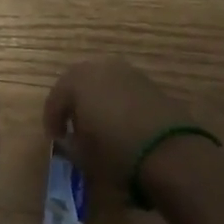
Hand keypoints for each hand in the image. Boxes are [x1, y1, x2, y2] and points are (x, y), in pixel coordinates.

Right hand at [43, 57, 204, 190]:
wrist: (171, 153)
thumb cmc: (116, 153)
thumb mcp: (83, 156)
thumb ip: (69, 144)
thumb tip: (68, 139)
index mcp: (76, 80)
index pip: (55, 99)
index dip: (52, 121)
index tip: (55, 140)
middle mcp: (100, 67)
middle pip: (78, 84)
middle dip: (73, 105)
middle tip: (73, 128)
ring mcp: (128, 72)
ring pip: (103, 84)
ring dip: (97, 102)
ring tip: (99, 127)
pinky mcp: (150, 84)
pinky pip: (124, 91)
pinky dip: (118, 104)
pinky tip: (122, 125)